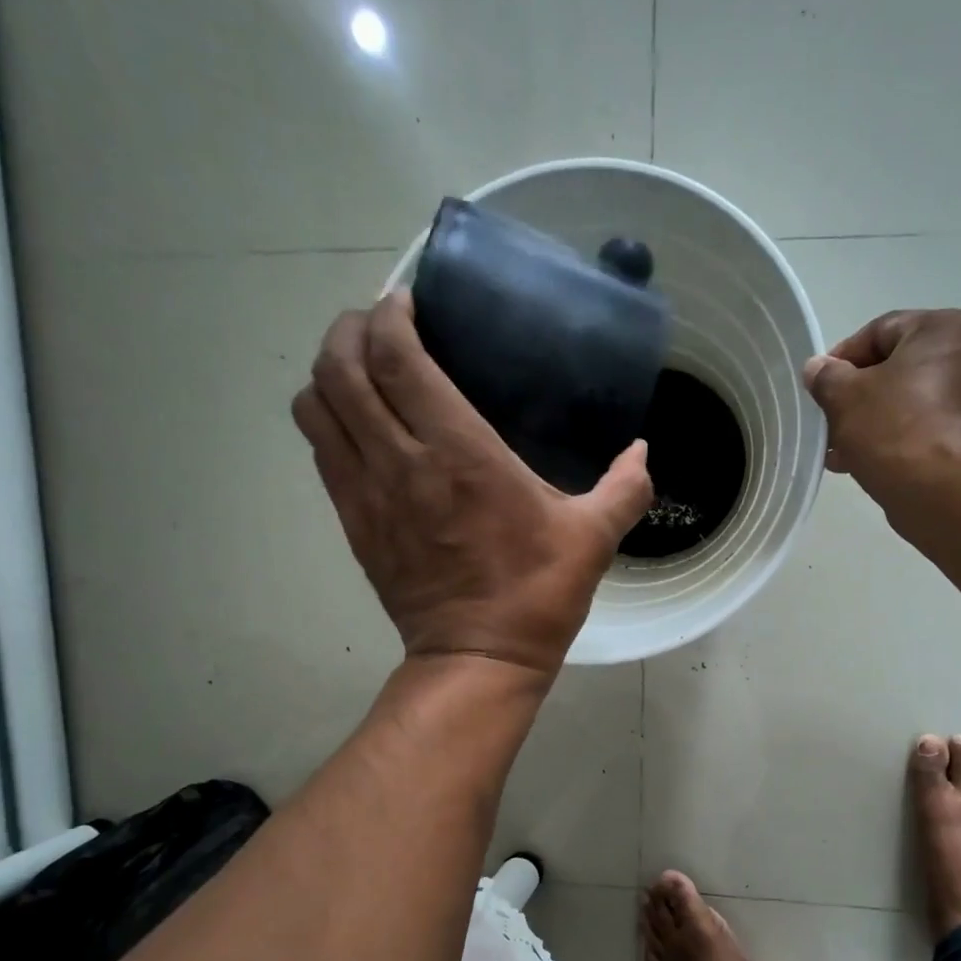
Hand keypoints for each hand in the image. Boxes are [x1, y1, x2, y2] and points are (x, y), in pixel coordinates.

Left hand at [292, 292, 652, 675]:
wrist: (478, 658)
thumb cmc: (536, 594)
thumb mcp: (593, 539)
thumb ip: (624, 488)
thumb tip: (643, 452)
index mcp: (460, 453)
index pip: (399, 358)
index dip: (391, 315)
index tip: (408, 301)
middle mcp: (400, 461)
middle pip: (341, 367)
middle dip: (350, 330)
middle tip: (382, 326)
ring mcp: (367, 493)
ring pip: (317, 406)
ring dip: (331, 373)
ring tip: (364, 370)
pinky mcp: (353, 522)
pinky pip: (321, 450)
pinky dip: (329, 420)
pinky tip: (361, 424)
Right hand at [802, 309, 960, 474]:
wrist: (942, 488)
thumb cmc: (893, 427)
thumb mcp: (844, 397)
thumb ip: (827, 377)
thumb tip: (817, 369)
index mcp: (944, 328)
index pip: (880, 332)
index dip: (842, 359)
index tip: (820, 388)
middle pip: (897, 369)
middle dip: (858, 397)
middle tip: (829, 422)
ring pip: (910, 402)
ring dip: (873, 422)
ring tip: (841, 451)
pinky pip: (926, 428)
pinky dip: (897, 440)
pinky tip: (866, 463)